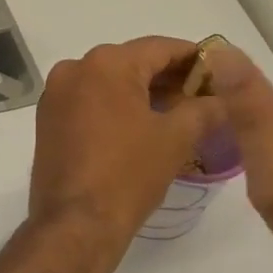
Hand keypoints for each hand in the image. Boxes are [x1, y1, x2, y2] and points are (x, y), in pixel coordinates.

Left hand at [29, 37, 226, 247]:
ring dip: (143, 93)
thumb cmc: (127, 175)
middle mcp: (75, 69)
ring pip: (110, 82)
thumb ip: (204, 109)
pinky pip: (90, 101)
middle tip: (203, 96)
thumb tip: (224, 100)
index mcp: (106, 64)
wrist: (75, 225)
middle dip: (169, 78)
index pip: (160, 48)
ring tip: (178, 113)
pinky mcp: (48, 120)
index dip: (194, 58)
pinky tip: (142, 126)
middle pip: (133, 62)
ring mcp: (56, 95)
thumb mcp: (176, 138)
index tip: (219, 71)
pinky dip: (117, 107)